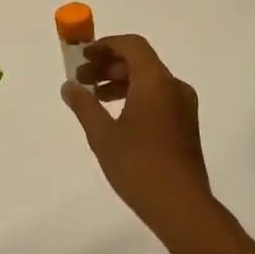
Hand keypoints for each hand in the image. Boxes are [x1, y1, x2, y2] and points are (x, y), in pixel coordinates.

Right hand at [61, 35, 215, 237]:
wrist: (182, 208)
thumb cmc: (139, 166)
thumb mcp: (102, 135)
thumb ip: (84, 105)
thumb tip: (68, 86)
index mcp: (156, 82)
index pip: (132, 45)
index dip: (105, 46)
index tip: (83, 57)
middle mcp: (174, 87)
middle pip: (140, 61)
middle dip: (108, 65)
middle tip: (82, 79)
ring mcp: (184, 106)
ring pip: (149, 80)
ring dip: (120, 81)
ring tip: (94, 98)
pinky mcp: (186, 124)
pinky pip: (158, 96)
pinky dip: (135, 96)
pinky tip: (116, 116)